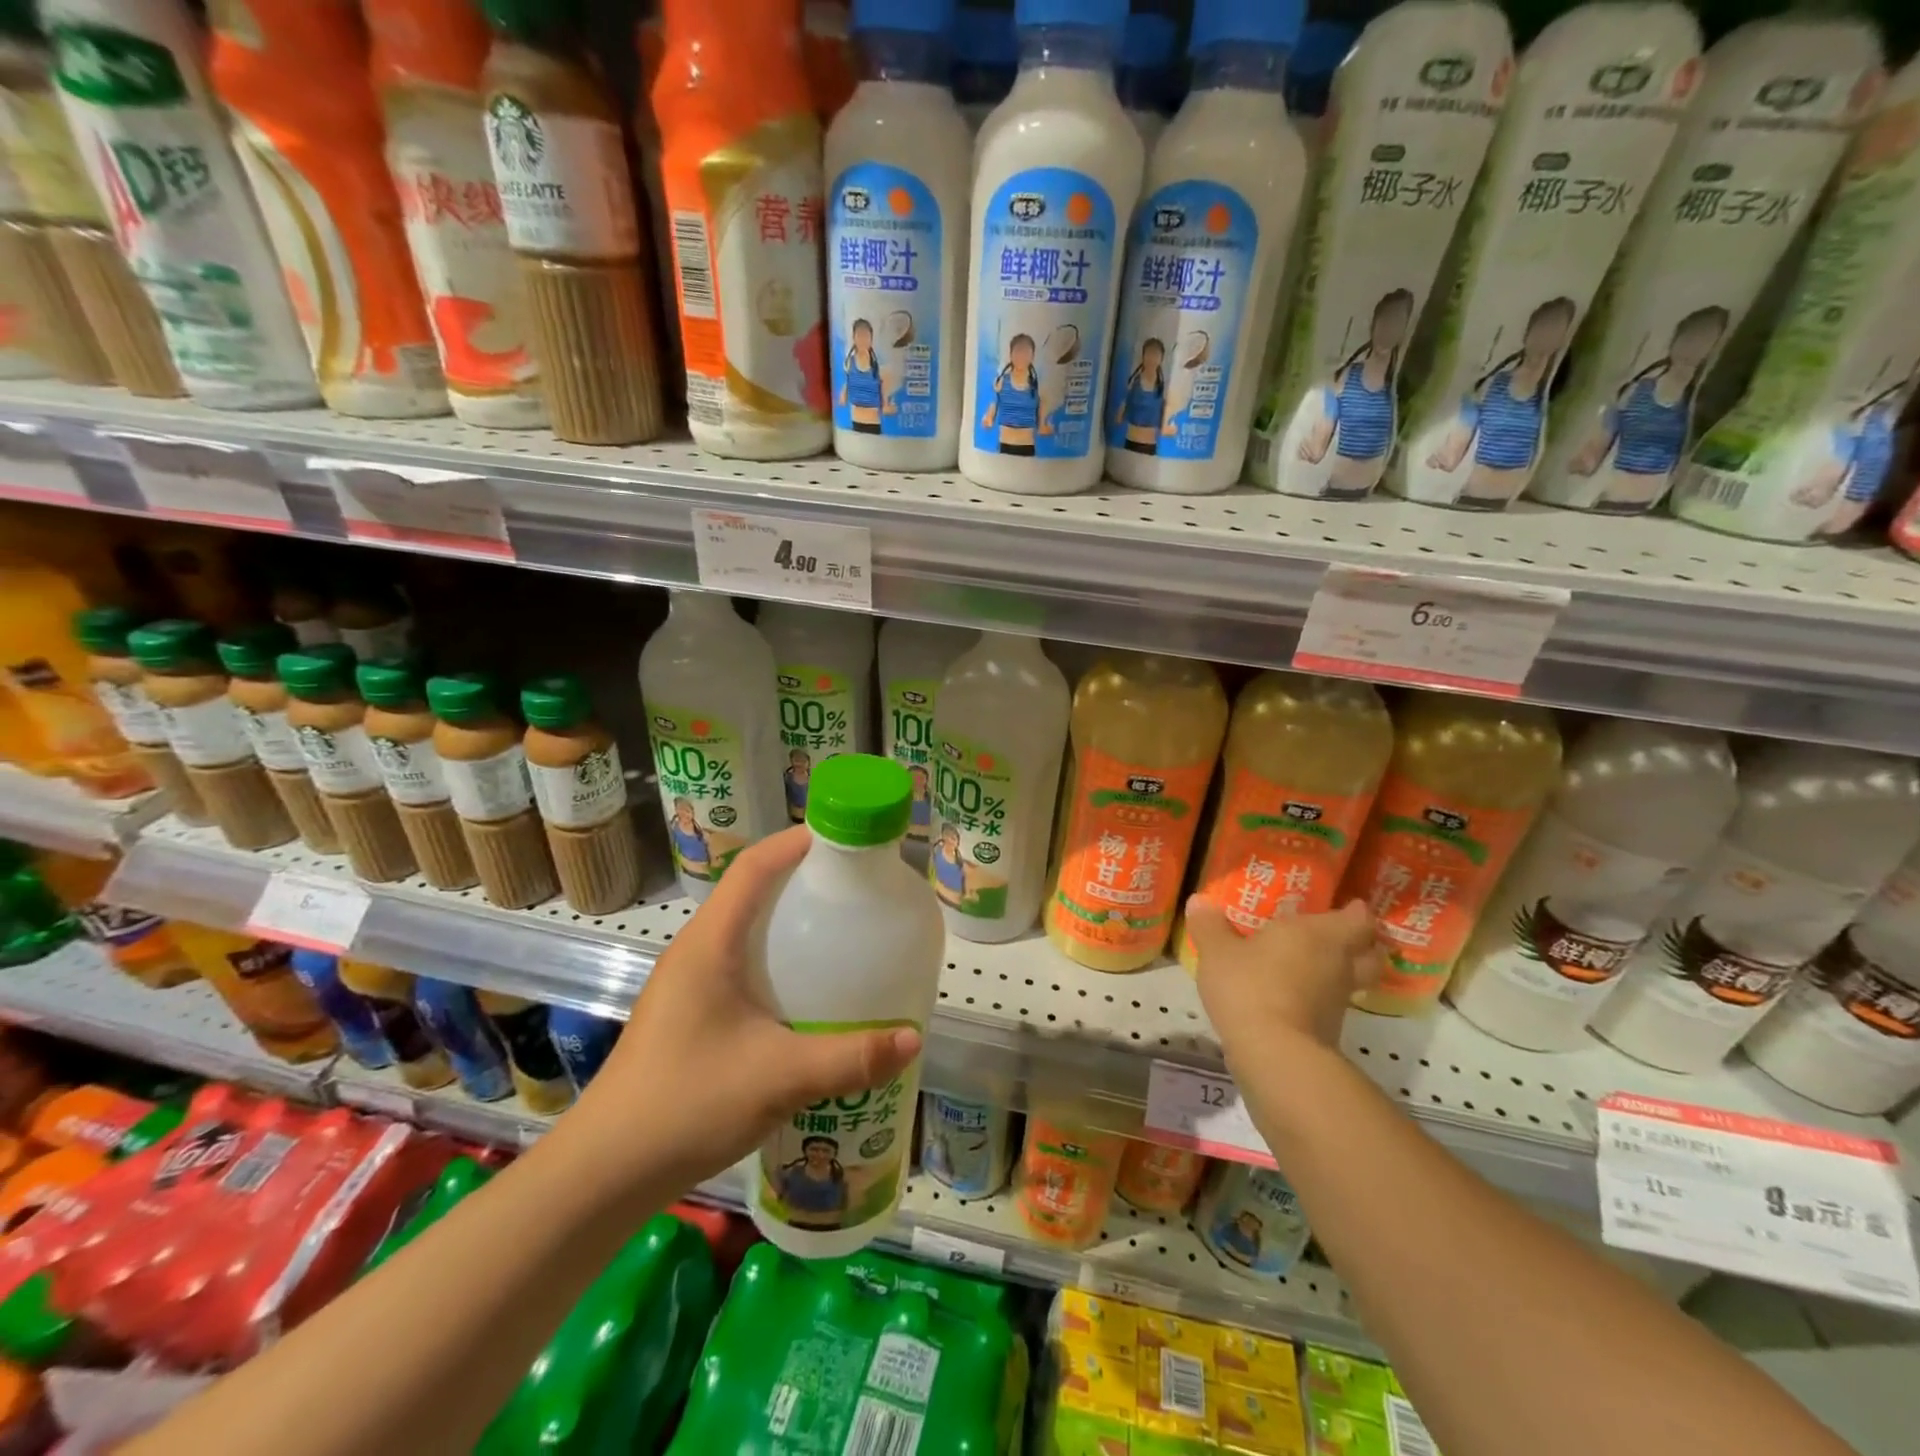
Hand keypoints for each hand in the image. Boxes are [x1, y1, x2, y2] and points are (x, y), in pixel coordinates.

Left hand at [567, 827, 920, 1193]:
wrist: (605, 1173)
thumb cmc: (686, 1104)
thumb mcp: (779, 1077)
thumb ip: (850, 1057)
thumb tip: (914, 1038)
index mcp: (709, 943)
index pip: (754, 866)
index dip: (798, 842)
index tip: (846, 841)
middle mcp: (696, 951)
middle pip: (753, 891)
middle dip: (804, 880)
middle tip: (857, 891)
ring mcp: (689, 983)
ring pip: (747, 931)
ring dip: (790, 922)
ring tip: (842, 935)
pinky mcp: (691, 1013)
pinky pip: (742, 965)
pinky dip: (778, 961)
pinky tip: (808, 995)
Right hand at [1186, 897, 1381, 1058]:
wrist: (1274, 1055)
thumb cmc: (1250, 986)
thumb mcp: (1217, 951)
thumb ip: (1209, 926)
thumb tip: (1198, 900)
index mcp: (1319, 934)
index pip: (1359, 919)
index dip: (1357, 912)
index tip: (1346, 906)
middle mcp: (1338, 964)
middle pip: (1369, 952)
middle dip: (1360, 943)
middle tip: (1335, 934)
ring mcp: (1338, 1001)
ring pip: (1353, 981)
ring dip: (1339, 972)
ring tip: (1310, 965)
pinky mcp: (1329, 1031)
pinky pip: (1331, 1005)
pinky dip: (1319, 998)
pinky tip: (1293, 995)